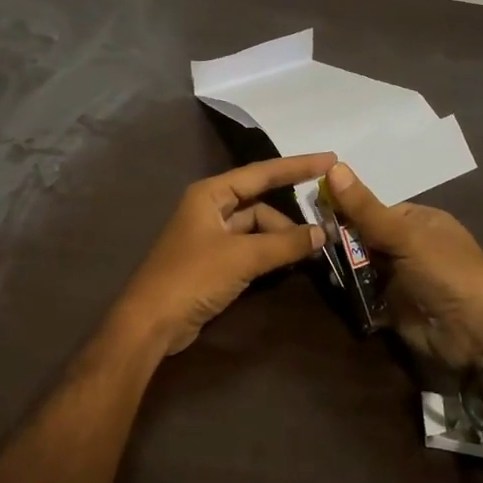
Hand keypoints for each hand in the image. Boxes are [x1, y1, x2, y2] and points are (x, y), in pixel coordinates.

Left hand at [114, 154, 333, 354]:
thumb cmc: (192, 277)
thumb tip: (322, 233)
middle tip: (323, 233)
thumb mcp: (242, 257)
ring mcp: (210, 237)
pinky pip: (249, 250)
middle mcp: (209, 209)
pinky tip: (289, 264)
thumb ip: (284, 244)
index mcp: (210, 194)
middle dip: (289, 219)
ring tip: (308, 254)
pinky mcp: (212, 263)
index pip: (261, 173)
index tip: (331, 160)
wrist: (151, 321)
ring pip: (256, 229)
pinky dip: (269, 255)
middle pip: (259, 204)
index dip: (297, 166)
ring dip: (280, 240)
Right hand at [323, 161, 482, 368]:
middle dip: (340, 241)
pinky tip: (332, 288)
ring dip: (342, 267)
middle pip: (363, 237)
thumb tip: (333, 166)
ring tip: (317, 265)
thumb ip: (365, 208)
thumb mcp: (404, 235)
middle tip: (311, 241)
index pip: (373, 210)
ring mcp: (400, 277)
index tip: (314, 211)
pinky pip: (362, 293)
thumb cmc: (445, 272)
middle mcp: (409, 246)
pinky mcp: (392, 306)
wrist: (474, 334)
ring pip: (360, 266)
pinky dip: (349, 292)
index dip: (346, 209)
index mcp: (419, 222)